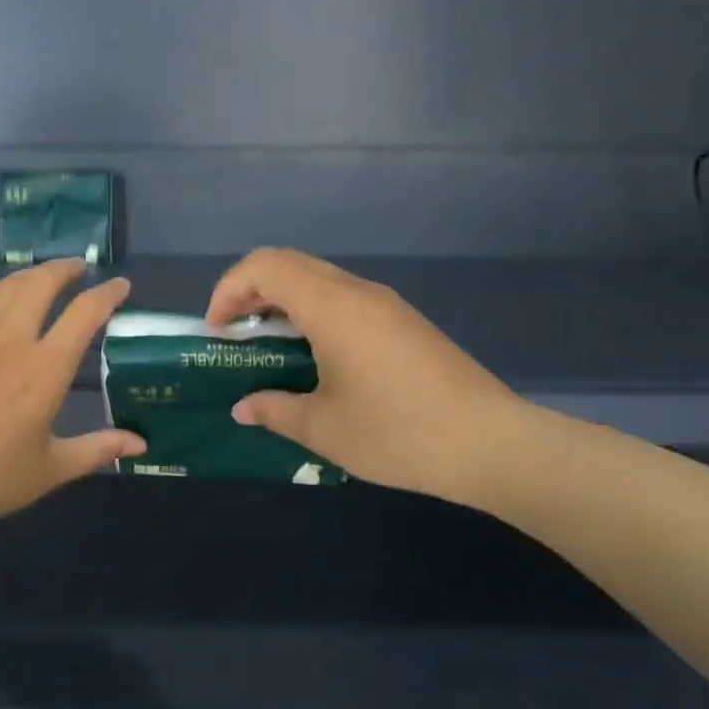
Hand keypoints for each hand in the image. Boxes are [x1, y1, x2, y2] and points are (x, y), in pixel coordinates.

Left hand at [0, 260, 144, 536]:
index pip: (85, 313)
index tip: (120, 286)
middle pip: (42, 282)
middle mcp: (11, 339)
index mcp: (45, 368)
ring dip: (30, 277)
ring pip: (6, 286)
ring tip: (41, 282)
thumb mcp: (52, 468)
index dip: (108, 293)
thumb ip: (98, 449)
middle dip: (66, 268)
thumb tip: (140, 444)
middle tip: (79, 269)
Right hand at [206, 248, 530, 505]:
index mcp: (332, 307)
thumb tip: (243, 408)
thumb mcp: (322, 428)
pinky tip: (313, 357)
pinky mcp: (404, 323)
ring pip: (318, 279)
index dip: (229, 289)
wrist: (490, 443)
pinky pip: (344, 299)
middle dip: (251, 291)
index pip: (265, 267)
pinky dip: (312, 313)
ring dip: (283, 302)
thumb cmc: (396, 432)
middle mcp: (358, 292)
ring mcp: (386, 305)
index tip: (217, 331)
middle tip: (234, 333)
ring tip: (268, 346)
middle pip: (290, 264)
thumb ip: (274, 410)